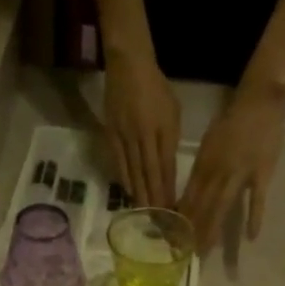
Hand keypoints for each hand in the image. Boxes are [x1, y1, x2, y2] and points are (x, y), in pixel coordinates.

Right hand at [103, 49, 180, 208]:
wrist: (128, 66)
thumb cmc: (156, 87)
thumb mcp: (173, 111)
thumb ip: (171, 138)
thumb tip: (167, 165)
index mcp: (163, 129)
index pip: (166, 166)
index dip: (168, 189)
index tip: (172, 208)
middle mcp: (144, 136)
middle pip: (149, 173)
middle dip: (154, 198)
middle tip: (158, 220)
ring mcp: (125, 136)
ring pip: (133, 171)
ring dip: (139, 193)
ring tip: (143, 211)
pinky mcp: (111, 134)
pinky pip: (118, 161)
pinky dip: (124, 179)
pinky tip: (128, 192)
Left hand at [181, 79, 284, 249]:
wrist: (259, 99)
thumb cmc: (232, 120)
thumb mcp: (210, 142)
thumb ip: (202, 168)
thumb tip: (192, 193)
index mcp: (204, 163)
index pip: (189, 196)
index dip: (181, 219)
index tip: (173, 238)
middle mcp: (218, 171)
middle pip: (203, 206)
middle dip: (193, 232)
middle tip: (187, 254)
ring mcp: (240, 172)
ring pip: (223, 206)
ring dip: (213, 230)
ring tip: (206, 251)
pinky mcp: (262, 173)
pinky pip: (257, 199)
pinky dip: (254, 218)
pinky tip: (251, 237)